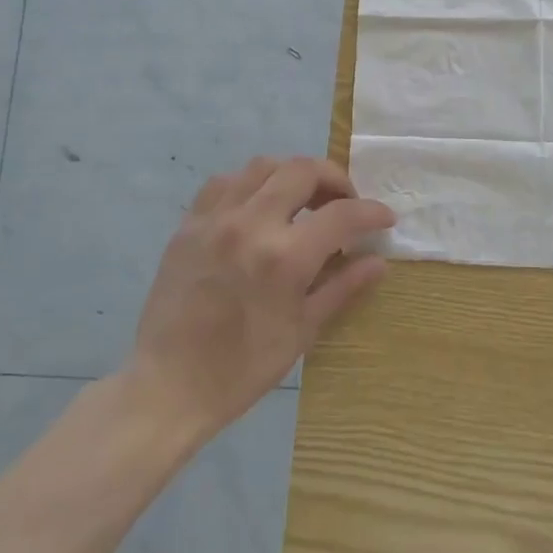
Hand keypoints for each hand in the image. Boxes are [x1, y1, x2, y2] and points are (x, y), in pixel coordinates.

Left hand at [128, 155, 393, 438]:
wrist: (168, 384)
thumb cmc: (242, 368)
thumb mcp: (302, 332)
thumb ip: (342, 288)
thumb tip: (378, 262)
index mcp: (284, 258)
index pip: (341, 214)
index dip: (371, 212)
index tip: (384, 218)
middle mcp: (250, 225)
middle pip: (302, 171)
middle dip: (334, 179)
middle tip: (344, 203)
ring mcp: (215, 219)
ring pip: (263, 167)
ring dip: (292, 175)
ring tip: (304, 199)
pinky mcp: (188, 224)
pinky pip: (224, 182)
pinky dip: (251, 183)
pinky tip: (259, 206)